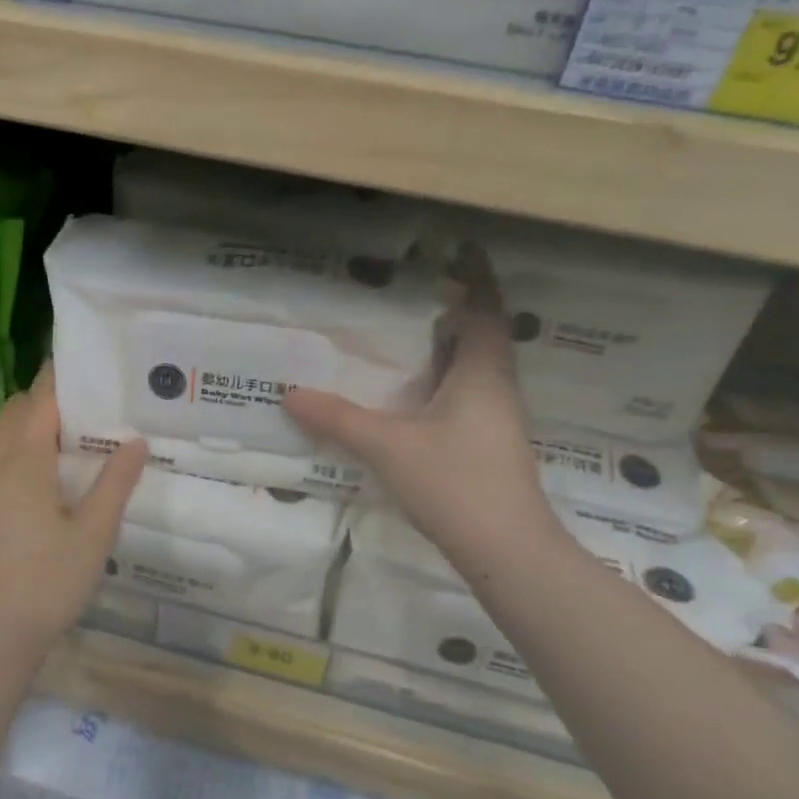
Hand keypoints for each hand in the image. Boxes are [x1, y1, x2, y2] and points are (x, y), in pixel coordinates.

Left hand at [0, 364, 146, 661]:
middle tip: (79, 404)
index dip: (58, 378)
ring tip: (47, 429)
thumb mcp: (94, 535)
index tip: (80, 363)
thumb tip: (136, 441)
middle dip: (41, 399)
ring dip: (15, 422)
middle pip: (13, 414)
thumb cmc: (48, 583)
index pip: (41, 402)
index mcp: (25, 462)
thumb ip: (115, 483)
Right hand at [284, 288, 557, 577]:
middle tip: (420, 287)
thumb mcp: (388, 447)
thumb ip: (338, 419)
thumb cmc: (455, 484)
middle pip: (484, 333)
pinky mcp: (492, 444)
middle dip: (460, 305)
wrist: (508, 550)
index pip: (485, 308)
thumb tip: (291, 394)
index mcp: (482, 372)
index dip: (476, 275)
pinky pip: (471, 392)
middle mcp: (497, 386)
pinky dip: (449, 377)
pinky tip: (420, 392)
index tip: (460, 247)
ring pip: (479, 365)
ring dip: (455, 343)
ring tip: (416, 330)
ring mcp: (499, 418)